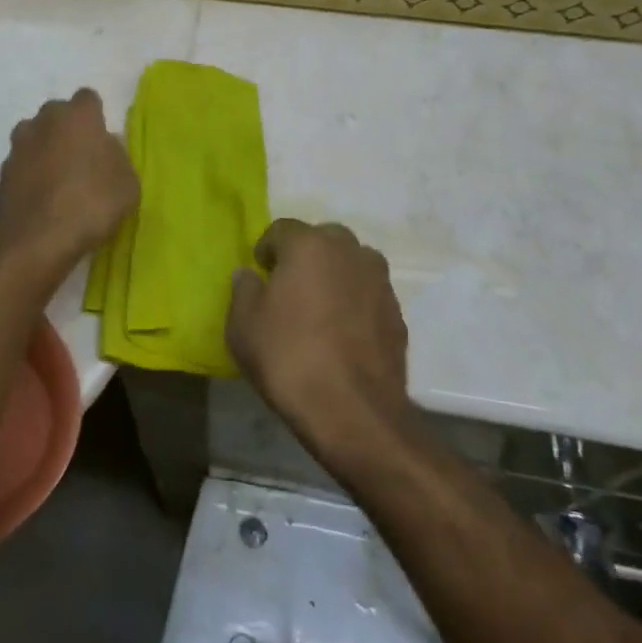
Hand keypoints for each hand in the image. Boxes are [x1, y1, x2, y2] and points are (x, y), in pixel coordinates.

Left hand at [0, 89, 138, 282]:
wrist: (34, 242)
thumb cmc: (91, 205)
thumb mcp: (127, 184)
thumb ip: (118, 157)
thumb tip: (106, 148)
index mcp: (78, 115)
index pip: (88, 98)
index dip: (96, 117)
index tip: (103, 140)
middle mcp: (44, 120)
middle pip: (58, 114)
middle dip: (68, 130)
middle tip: (82, 159)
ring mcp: (18, 146)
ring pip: (35, 137)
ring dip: (45, 150)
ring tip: (59, 181)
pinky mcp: (1, 173)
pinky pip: (22, 165)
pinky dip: (30, 175)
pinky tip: (41, 199)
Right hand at [227, 220, 410, 453]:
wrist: (354, 413)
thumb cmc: (289, 358)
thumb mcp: (243, 326)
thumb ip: (243, 290)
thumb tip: (249, 274)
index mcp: (309, 245)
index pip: (282, 229)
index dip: (267, 249)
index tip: (260, 272)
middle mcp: (348, 251)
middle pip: (323, 239)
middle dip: (306, 256)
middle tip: (291, 287)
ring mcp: (379, 281)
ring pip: (352, 264)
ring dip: (336, 275)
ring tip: (321, 308)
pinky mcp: (397, 313)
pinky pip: (369, 295)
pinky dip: (357, 303)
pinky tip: (345, 334)